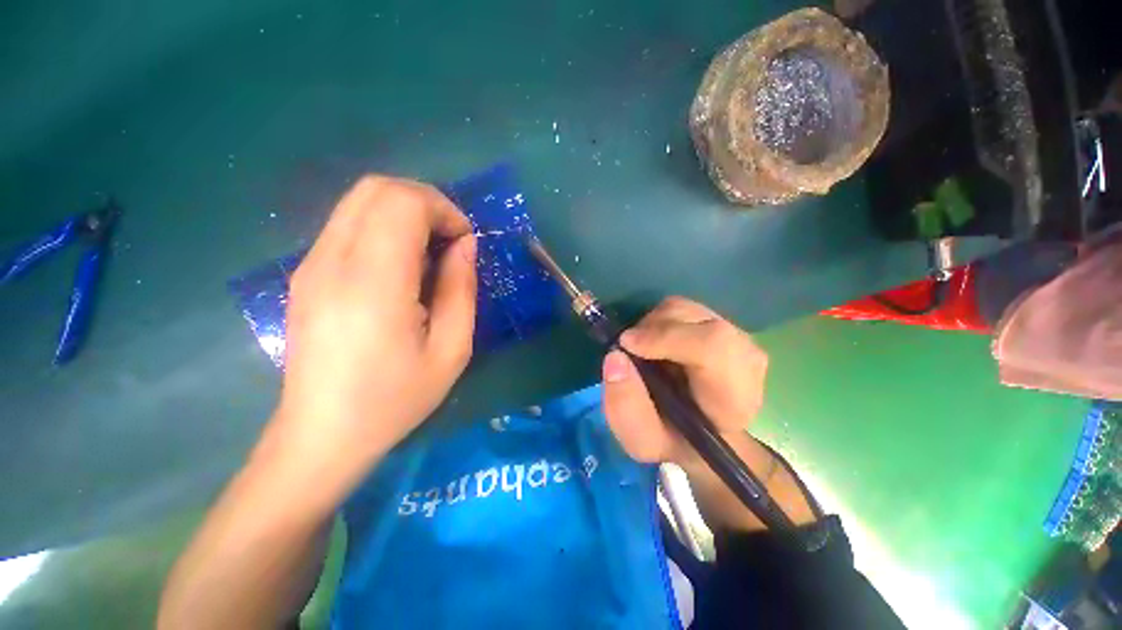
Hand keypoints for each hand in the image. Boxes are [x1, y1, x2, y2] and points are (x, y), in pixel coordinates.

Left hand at [270, 176, 476, 480]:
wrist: (322, 434)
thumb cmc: (395, 398)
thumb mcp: (452, 350)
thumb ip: (461, 289)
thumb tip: (465, 245)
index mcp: (373, 283)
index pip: (403, 202)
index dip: (443, 210)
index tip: (464, 242)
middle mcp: (333, 261)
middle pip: (377, 189)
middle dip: (426, 203)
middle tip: (451, 242)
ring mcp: (311, 264)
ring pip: (360, 200)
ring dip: (405, 213)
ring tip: (430, 253)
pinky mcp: (305, 273)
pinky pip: (349, 224)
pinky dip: (384, 227)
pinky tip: (401, 266)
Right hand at [602, 297, 767, 465]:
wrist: (696, 431)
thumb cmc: (670, 439)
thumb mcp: (640, 439)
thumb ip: (626, 406)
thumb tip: (615, 356)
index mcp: (734, 398)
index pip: (714, 347)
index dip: (667, 338)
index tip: (628, 345)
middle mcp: (745, 360)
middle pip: (698, 320)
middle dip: (653, 329)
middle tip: (629, 349)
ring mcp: (735, 336)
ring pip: (687, 309)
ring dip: (654, 324)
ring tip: (642, 349)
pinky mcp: (720, 323)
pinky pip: (683, 308)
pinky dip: (659, 319)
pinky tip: (655, 343)